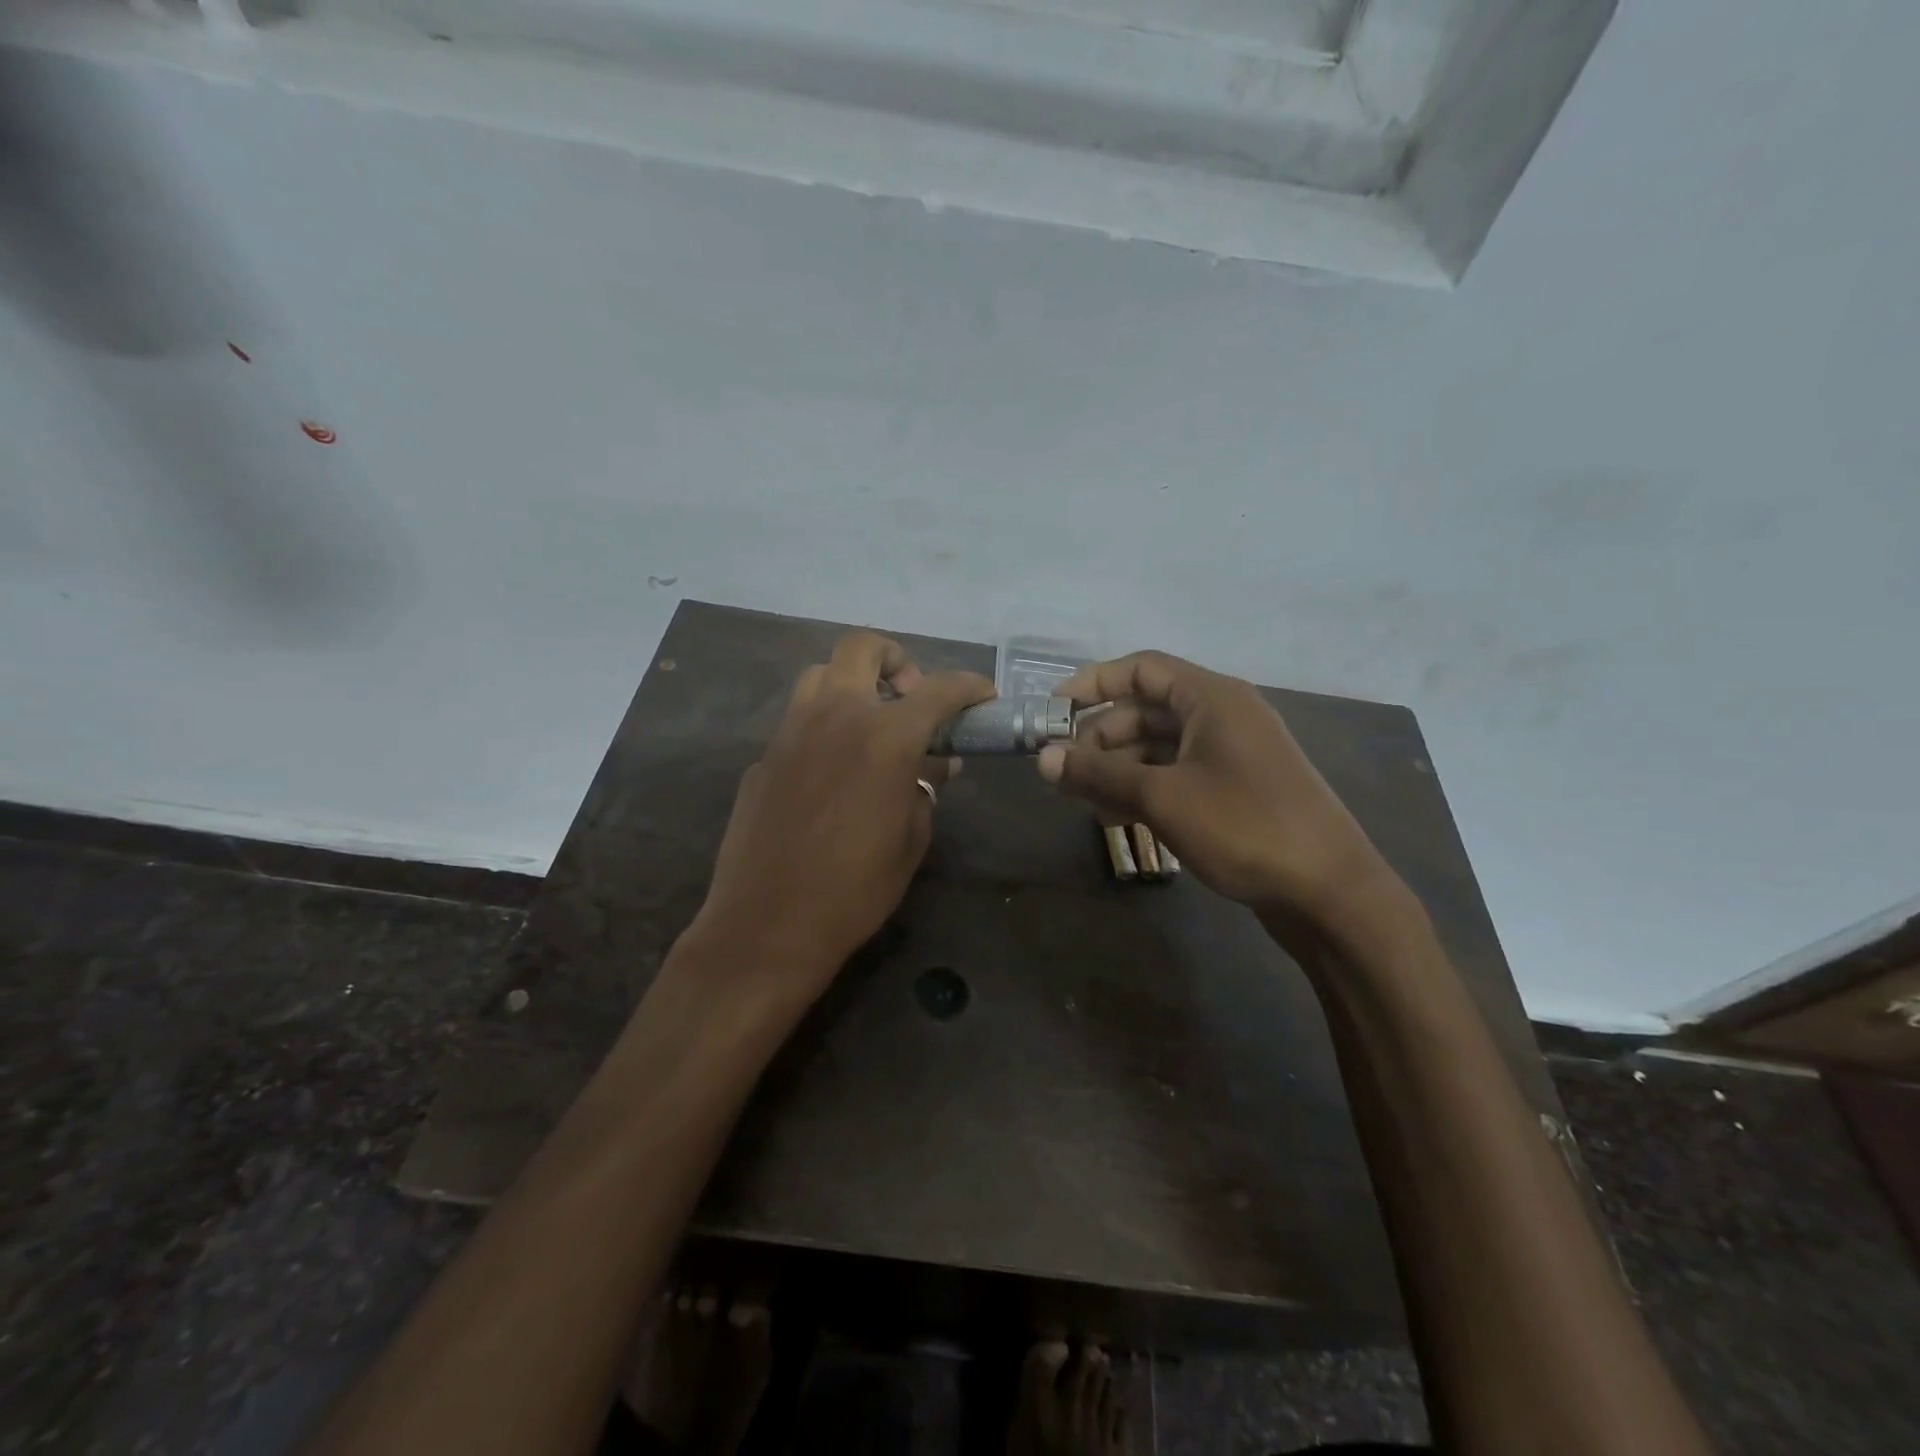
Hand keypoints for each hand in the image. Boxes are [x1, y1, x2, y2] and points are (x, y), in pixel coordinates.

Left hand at [686, 631, 994, 1007]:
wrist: (768, 924)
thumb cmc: (855, 889)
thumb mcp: (911, 839)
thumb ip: (926, 788)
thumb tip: (935, 764)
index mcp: (885, 736)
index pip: (939, 690)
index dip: (969, 686)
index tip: (983, 696)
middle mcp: (836, 716)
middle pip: (863, 647)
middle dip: (897, 660)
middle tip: (911, 698)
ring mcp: (791, 731)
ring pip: (821, 674)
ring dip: (852, 684)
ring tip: (869, 725)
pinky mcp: (764, 755)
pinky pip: (799, 719)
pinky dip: (824, 725)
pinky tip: (831, 769)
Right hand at [1037, 651, 1405, 938]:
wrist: (1330, 893)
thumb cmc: (1245, 827)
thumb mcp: (1162, 797)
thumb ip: (1099, 774)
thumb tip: (1042, 758)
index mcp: (1212, 698)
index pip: (1142, 669)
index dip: (1094, 683)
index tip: (1053, 710)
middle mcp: (1224, 716)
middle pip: (1147, 710)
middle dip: (1101, 736)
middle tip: (1063, 768)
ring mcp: (1233, 755)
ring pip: (1160, 747)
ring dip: (1119, 768)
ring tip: (1083, 801)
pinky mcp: (1237, 790)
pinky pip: (1179, 774)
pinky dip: (1145, 789)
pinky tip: (1117, 818)